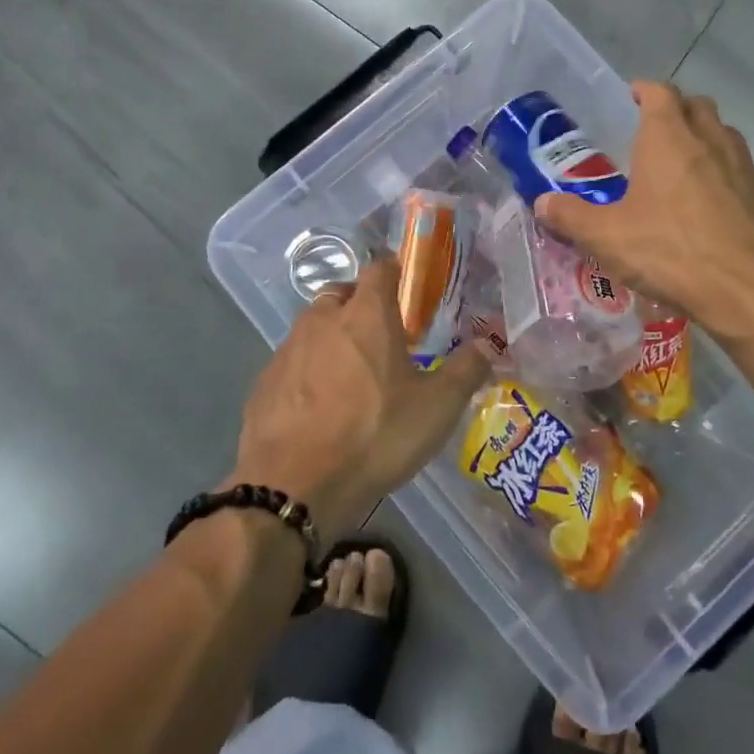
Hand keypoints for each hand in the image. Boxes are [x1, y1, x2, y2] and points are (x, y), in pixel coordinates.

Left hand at [230, 256, 489, 536]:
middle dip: (361, 304)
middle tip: (382, 335)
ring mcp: (288, 349)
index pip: (379, 267)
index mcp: (366, 314)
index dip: (394, 270)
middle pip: (342, 293)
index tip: (407, 285)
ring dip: (333, 337)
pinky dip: (307, 371)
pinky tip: (320, 406)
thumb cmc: (374, 435)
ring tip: (352, 374)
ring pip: (314, 326)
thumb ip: (466, 370)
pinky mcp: (264, 382)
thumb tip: (488, 343)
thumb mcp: (436, 408)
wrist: (293, 486)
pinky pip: (292, 362)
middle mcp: (323, 319)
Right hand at [534, 81, 753, 343]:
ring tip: (687, 164)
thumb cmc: (670, 252)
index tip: (632, 96)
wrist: (747, 292)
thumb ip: (570, 216)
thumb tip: (541, 203)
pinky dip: (732, 177)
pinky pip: (749, 174)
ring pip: (728, 136)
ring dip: (708, 139)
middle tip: (656, 130)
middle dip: (678, 109)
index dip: (645, 90)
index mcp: (669, 139)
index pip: (659, 93)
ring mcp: (746, 168)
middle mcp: (711, 142)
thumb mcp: (606, 237)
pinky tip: (720, 204)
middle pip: (698, 106)